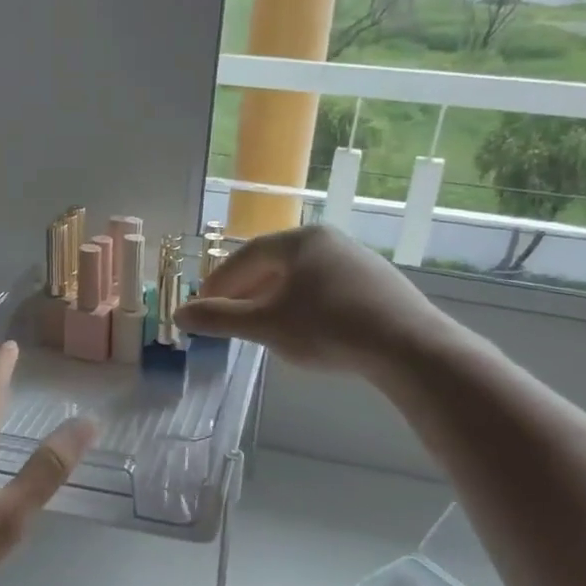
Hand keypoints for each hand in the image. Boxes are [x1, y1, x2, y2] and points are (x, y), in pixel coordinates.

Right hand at [174, 225, 446, 375]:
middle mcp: (327, 240)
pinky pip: (324, 289)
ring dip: (272, 300)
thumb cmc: (327, 329)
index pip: (244, 257)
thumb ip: (220, 319)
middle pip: (272, 264)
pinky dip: (301, 305)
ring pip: (299, 277)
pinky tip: (302, 330)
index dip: (217, 283)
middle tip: (226, 319)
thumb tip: (179, 315)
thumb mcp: (266, 326)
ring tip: (259, 327)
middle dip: (244, 292)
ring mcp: (355, 259)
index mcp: (298, 240)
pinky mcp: (375, 282)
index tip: (201, 307)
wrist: (407, 345)